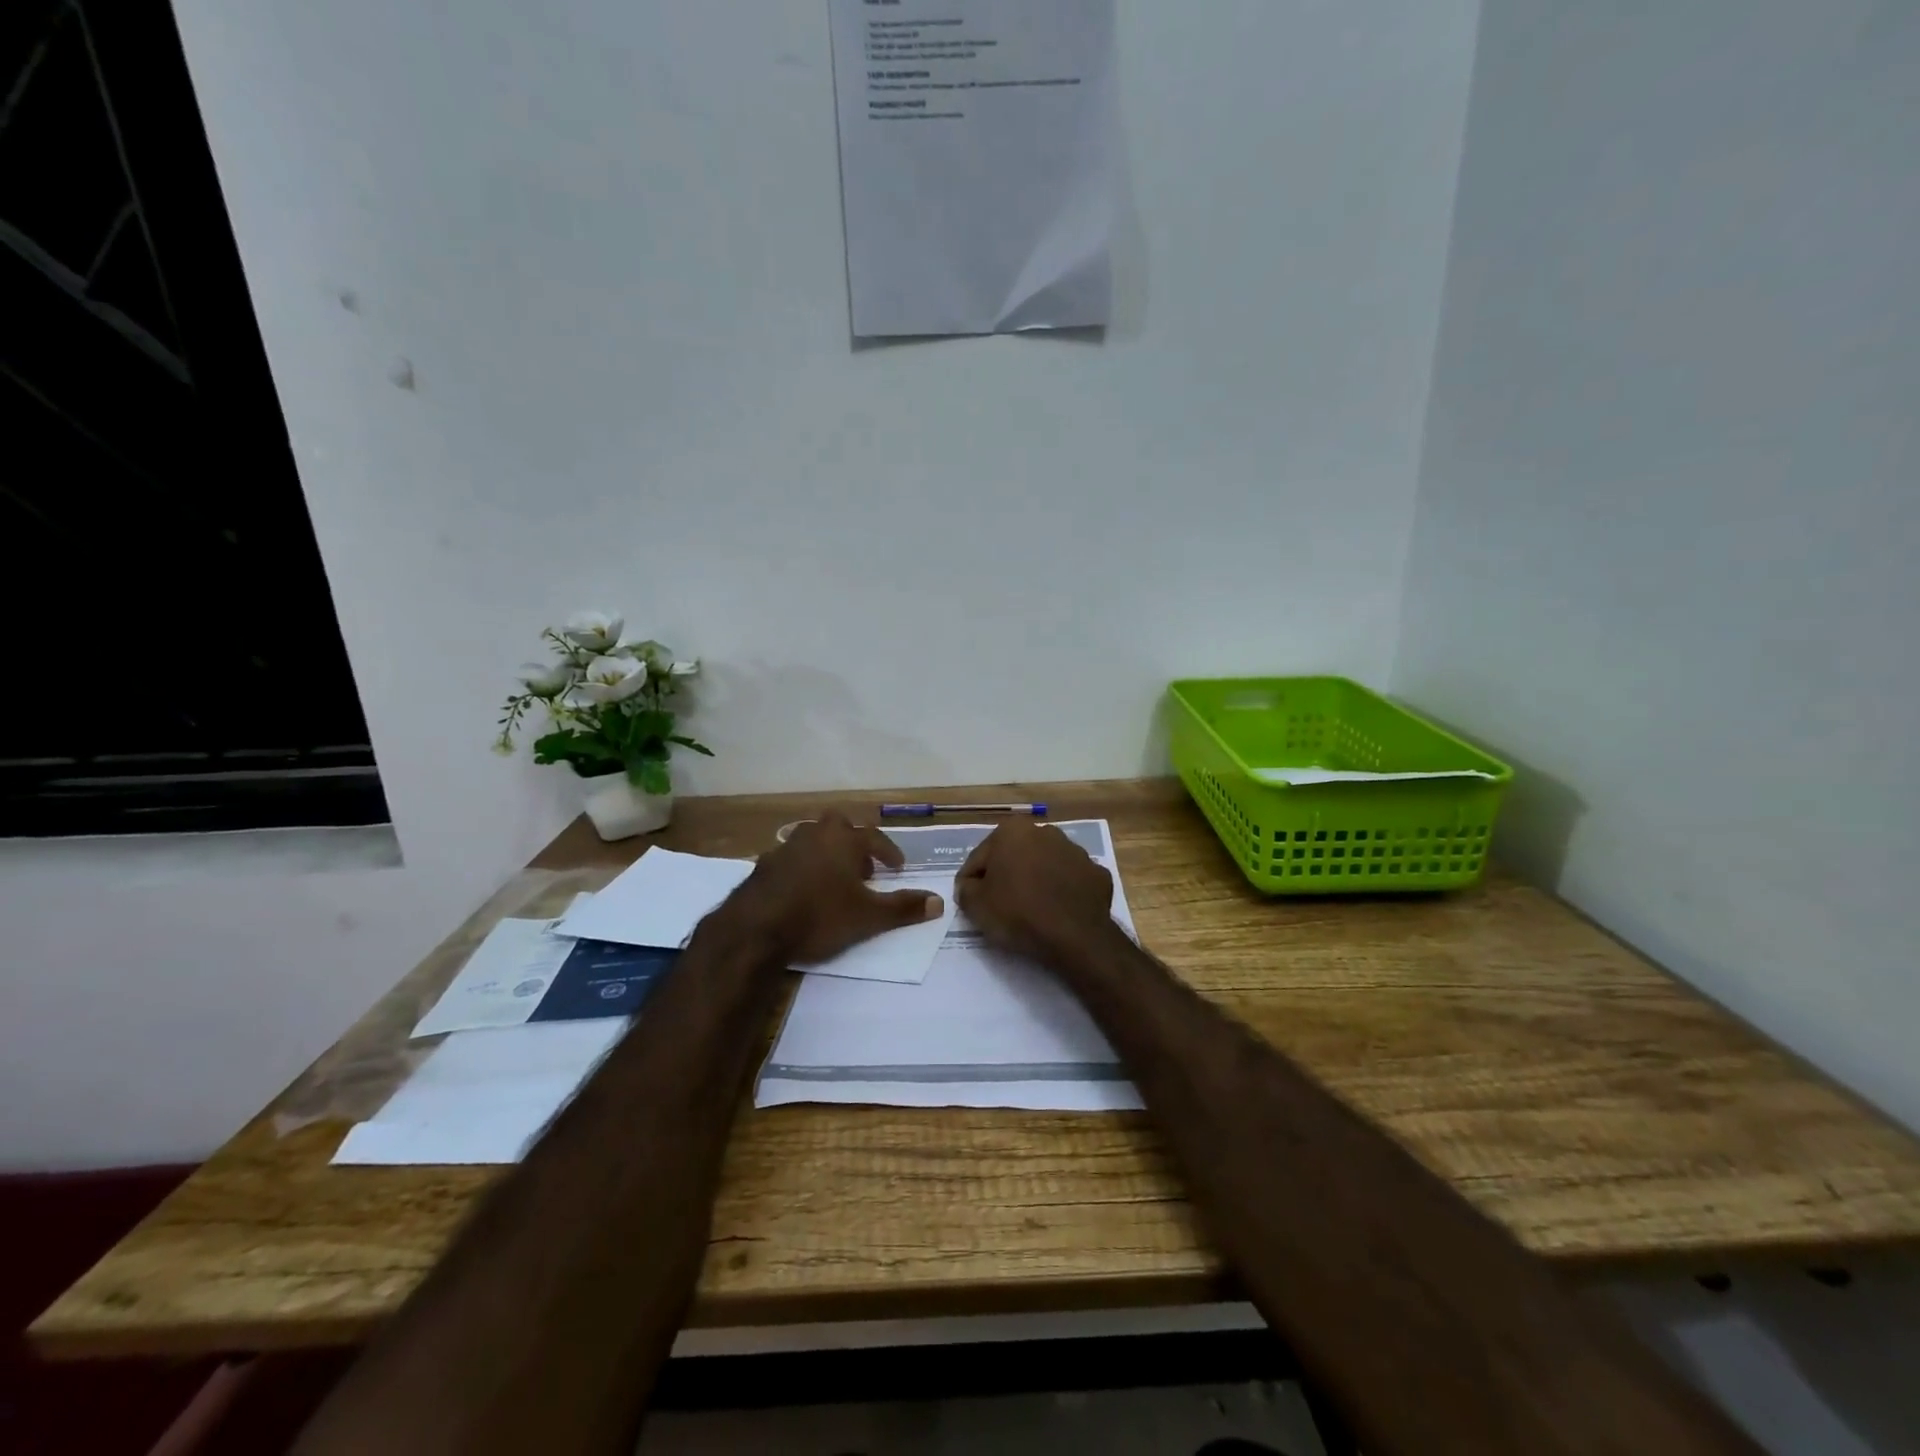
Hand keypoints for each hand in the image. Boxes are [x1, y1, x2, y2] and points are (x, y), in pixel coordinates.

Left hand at [722, 813, 943, 963]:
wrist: (756, 929)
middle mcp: (815, 834)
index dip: (889, 852)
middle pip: (840, 826)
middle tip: (863, 867)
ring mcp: (785, 847)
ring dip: (827, 853)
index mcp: (844, 840)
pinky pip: (790, 858)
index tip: (898, 868)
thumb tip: (939, 902)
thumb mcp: (868, 917)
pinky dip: (802, 868)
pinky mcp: (762, 864)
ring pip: (812, 839)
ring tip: (834, 880)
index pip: (875, 837)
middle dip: (854, 842)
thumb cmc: (820, 916)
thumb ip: (904, 907)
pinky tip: (802, 890)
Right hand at [955, 820, 1115, 966]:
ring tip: (1031, 911)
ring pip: (1046, 866)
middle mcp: (1046, 832)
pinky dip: (1064, 893)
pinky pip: (1072, 882)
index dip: (972, 881)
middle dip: (1007, 875)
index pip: (980, 857)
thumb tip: (970, 886)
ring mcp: (1077, 851)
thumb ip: (966, 889)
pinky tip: (1058, 913)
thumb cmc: (1018, 913)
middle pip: (1016, 856)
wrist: (1075, 937)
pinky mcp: (1098, 874)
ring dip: (1037, 881)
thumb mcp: (975, 905)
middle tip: (1000, 905)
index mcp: (1013, 831)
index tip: (971, 901)